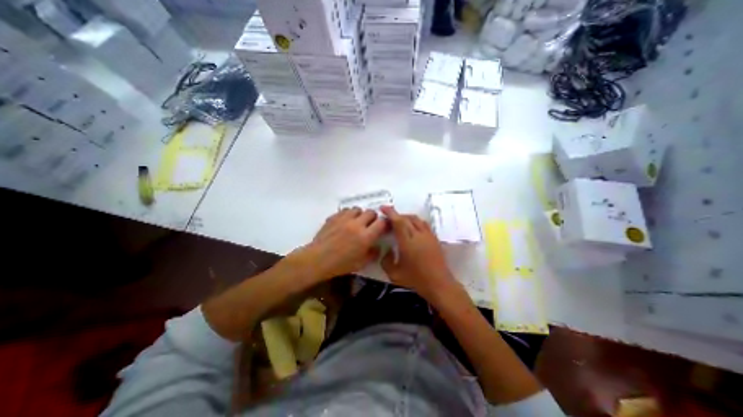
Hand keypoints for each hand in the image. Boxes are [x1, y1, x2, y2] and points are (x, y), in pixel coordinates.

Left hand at [286, 206, 384, 280]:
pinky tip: (346, 222)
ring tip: (357, 222)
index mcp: (365, 237)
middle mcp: (356, 224)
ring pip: (358, 209)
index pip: (381, 223)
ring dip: (360, 215)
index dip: (385, 224)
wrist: (317, 259)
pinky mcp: (334, 217)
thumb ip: (373, 254)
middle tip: (370, 225)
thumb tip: (378, 247)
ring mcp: (344, 219)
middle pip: (371, 212)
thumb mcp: (361, 264)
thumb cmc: (340, 265)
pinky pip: (345, 210)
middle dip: (373, 218)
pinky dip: (349, 214)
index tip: (383, 227)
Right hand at [383, 207, 459, 301]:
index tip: (383, 208)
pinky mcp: (434, 238)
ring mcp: (428, 236)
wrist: (440, 285)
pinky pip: (423, 224)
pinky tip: (412, 229)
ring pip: (416, 219)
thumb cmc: (416, 280)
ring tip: (399, 222)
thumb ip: (386, 261)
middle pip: (407, 218)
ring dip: (406, 217)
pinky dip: (415, 221)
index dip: (390, 212)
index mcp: (408, 242)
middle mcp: (419, 235)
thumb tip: (386, 250)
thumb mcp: (394, 274)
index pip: (398, 221)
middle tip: (388, 218)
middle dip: (396, 215)